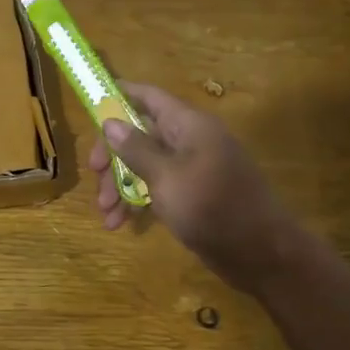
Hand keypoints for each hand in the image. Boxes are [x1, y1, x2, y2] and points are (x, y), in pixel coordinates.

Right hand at [89, 82, 303, 290]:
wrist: (260, 253)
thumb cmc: (212, 207)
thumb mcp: (166, 177)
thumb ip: (136, 149)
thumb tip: (110, 122)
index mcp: (188, 125)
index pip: (148, 97)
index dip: (118, 97)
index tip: (89, 106)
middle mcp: (190, 140)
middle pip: (140, 134)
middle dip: (113, 157)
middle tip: (95, 179)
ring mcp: (192, 168)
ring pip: (145, 165)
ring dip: (120, 185)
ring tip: (106, 215)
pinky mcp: (193, 194)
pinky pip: (157, 188)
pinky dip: (137, 201)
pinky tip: (120, 223)